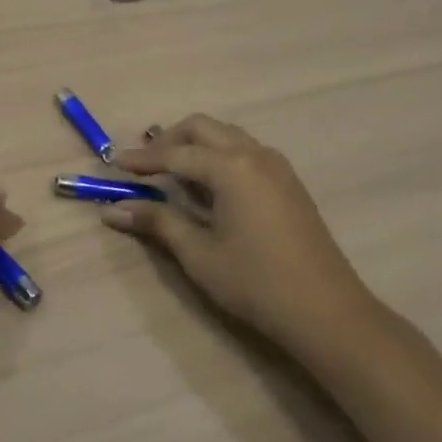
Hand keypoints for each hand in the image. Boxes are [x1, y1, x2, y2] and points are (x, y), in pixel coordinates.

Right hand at [105, 115, 380, 356]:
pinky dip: (219, 155)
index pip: (175, 154)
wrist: (329, 313)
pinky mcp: (289, 183)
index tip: (114, 164)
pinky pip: (245, 151)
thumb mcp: (198, 254)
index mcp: (230, 167)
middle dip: (170, 140)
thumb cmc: (256, 283)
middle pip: (203, 128)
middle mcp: (254, 154)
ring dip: (196, 145)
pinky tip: (209, 187)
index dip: (142, 159)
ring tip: (173, 173)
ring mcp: (277, 167)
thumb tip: (112, 210)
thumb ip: (157, 222)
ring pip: (227, 136)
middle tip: (145, 164)